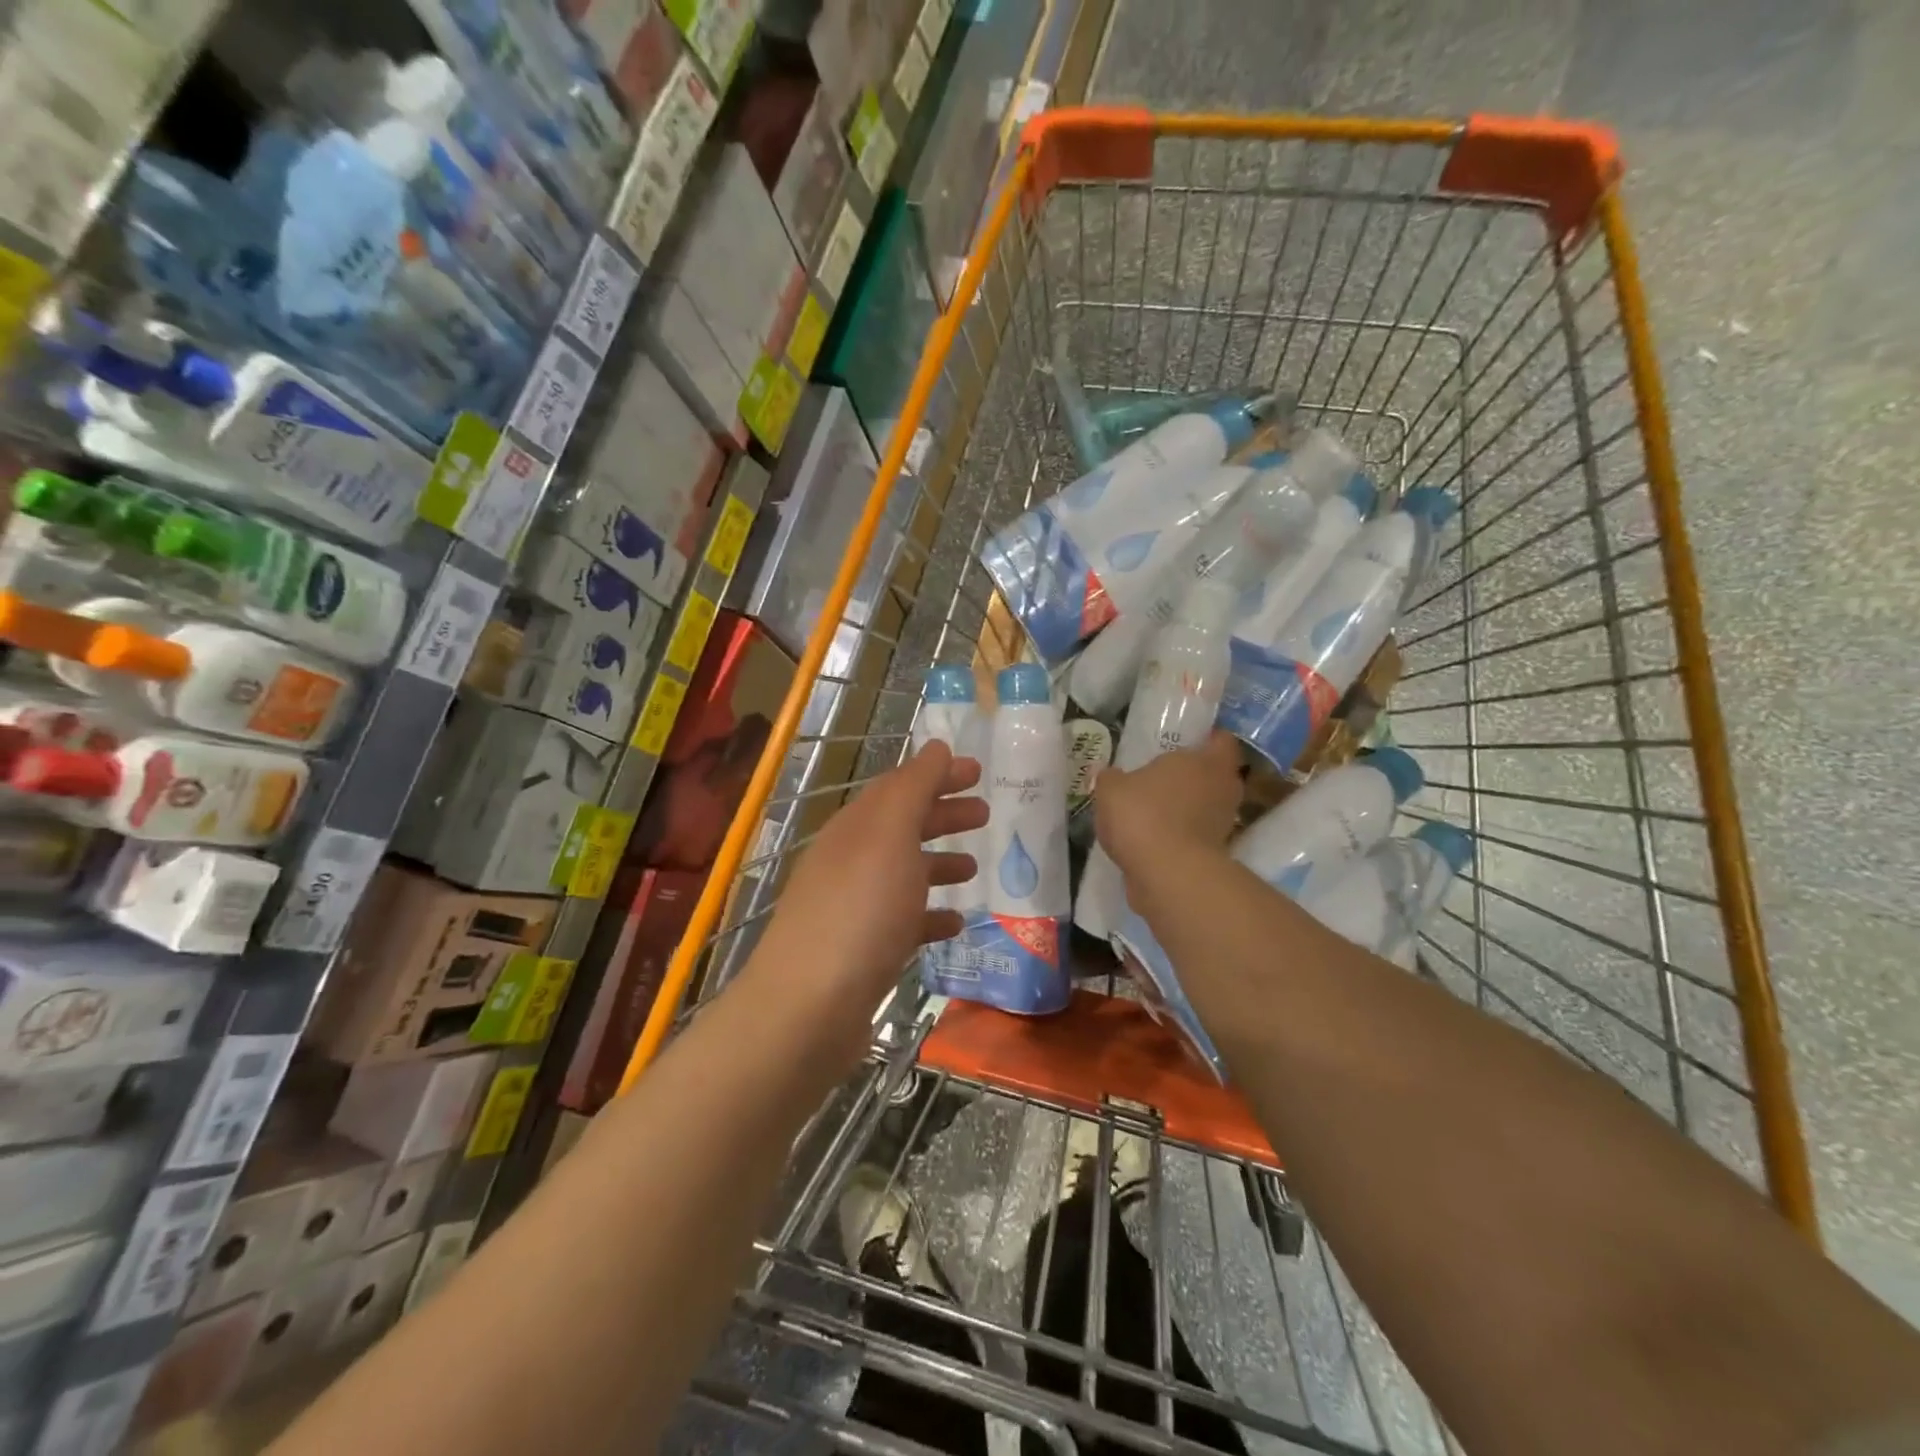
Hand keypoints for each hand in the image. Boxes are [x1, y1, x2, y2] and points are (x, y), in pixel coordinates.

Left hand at [755, 741, 987, 1016]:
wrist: (808, 1009)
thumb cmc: (859, 912)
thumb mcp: (889, 837)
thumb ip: (914, 788)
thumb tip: (937, 747)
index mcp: (855, 828)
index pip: (899, 787)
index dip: (937, 775)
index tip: (978, 772)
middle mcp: (849, 862)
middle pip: (901, 827)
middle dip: (942, 816)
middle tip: (986, 815)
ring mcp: (853, 909)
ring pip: (902, 874)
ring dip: (938, 864)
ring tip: (975, 868)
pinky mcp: (861, 953)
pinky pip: (903, 922)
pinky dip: (929, 916)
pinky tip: (955, 924)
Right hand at [1094, 730, 1242, 877]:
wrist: (1166, 876)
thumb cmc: (1143, 815)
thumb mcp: (1111, 788)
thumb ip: (1111, 777)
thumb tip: (1109, 775)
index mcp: (1207, 761)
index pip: (1221, 740)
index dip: (1208, 739)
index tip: (1188, 741)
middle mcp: (1224, 789)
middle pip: (1216, 775)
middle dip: (1194, 775)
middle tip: (1164, 776)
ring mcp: (1223, 825)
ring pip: (1206, 807)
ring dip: (1186, 808)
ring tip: (1153, 810)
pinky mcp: (1214, 855)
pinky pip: (1196, 835)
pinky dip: (1179, 835)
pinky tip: (1151, 839)